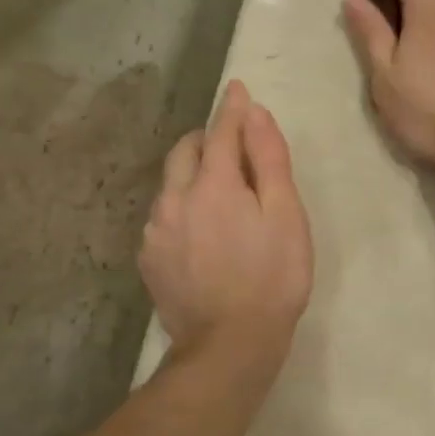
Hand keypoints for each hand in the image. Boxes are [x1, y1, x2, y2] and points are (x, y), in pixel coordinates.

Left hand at [140, 80, 313, 363]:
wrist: (229, 346)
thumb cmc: (272, 278)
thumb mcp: (286, 216)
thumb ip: (270, 160)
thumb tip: (255, 115)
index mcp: (213, 184)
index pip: (221, 132)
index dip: (232, 109)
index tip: (237, 89)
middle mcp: (175, 199)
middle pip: (185, 151)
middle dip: (207, 139)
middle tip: (232, 147)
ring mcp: (156, 231)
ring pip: (171, 184)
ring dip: (192, 175)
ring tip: (219, 195)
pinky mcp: (149, 258)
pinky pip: (164, 216)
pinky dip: (182, 207)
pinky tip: (201, 231)